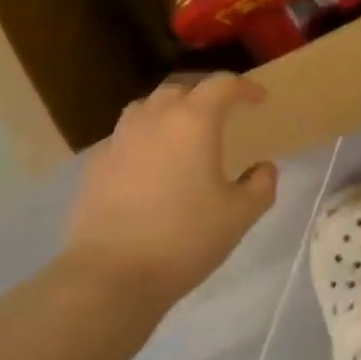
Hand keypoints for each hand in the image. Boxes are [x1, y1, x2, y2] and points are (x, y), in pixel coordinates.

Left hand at [67, 73, 278, 302]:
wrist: (111, 274)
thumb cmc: (185, 238)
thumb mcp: (239, 216)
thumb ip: (260, 186)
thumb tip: (264, 168)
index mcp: (193, 121)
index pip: (221, 86)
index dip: (244, 88)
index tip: (259, 98)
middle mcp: (153, 119)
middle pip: (181, 89)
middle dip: (204, 94)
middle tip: (221, 113)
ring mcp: (119, 139)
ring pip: (146, 108)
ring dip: (169, 111)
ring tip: (182, 132)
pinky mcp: (96, 165)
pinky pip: (125, 137)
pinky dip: (144, 139)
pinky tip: (149, 164)